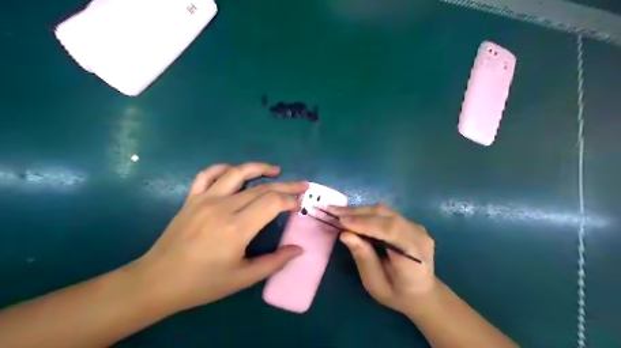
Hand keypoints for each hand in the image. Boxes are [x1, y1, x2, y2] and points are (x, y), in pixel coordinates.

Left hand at [137, 163, 310, 311]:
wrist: (157, 281)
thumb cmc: (202, 283)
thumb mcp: (243, 278)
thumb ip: (275, 262)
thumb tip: (299, 249)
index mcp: (237, 228)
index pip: (272, 202)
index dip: (290, 201)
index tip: (299, 206)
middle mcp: (223, 207)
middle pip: (262, 188)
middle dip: (286, 186)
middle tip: (301, 186)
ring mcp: (205, 199)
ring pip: (237, 173)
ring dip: (259, 168)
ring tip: (276, 171)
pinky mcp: (192, 198)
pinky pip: (208, 174)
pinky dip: (224, 168)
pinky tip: (235, 171)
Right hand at [326, 204, 435, 314]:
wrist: (422, 293)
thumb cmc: (396, 293)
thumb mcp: (376, 284)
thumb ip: (363, 258)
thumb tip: (345, 234)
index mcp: (414, 255)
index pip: (390, 230)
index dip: (364, 223)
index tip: (341, 221)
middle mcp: (418, 236)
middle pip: (386, 215)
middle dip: (358, 213)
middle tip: (333, 211)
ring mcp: (416, 227)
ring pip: (385, 211)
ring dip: (360, 211)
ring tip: (339, 212)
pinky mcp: (410, 224)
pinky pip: (386, 214)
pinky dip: (367, 213)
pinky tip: (353, 215)